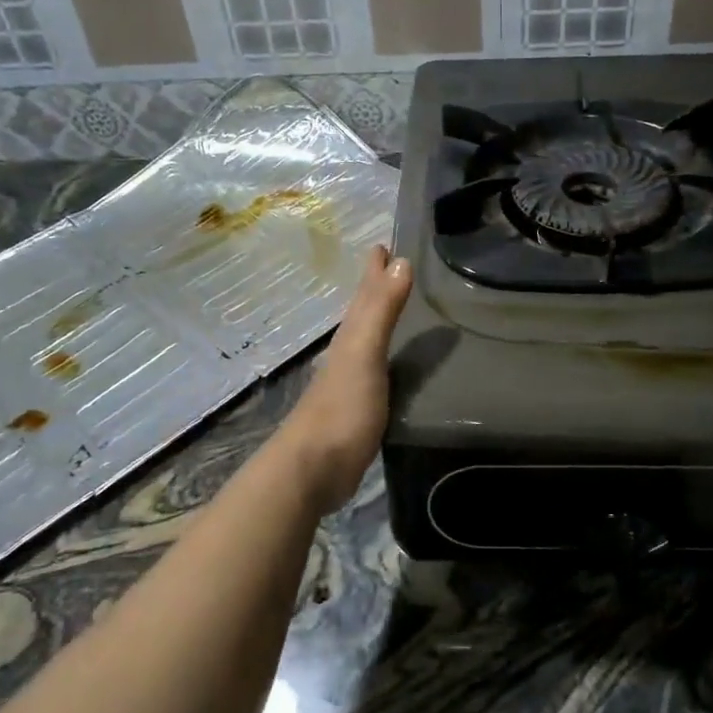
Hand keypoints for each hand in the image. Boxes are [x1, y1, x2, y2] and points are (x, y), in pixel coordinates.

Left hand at [276, 245, 412, 513]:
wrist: (314, 468)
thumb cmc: (342, 408)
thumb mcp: (365, 353)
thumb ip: (382, 310)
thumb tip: (398, 260)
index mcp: (350, 338)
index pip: (364, 295)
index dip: (373, 270)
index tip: (382, 244)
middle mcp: (348, 355)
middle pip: (362, 314)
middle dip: (375, 289)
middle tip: (390, 265)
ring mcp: (350, 384)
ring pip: (367, 342)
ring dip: (379, 322)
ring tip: (396, 308)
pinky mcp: (358, 412)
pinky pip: (374, 372)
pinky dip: (384, 359)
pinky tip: (392, 366)